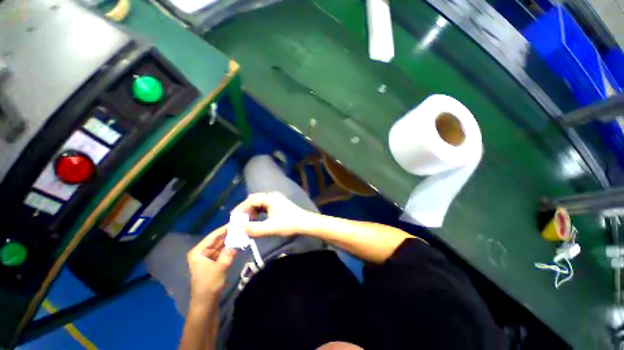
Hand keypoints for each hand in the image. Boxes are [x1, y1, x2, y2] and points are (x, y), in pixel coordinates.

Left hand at [187, 226, 236, 302]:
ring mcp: (208, 258)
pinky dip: (231, 248)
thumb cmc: (209, 285)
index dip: (225, 228)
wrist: (206, 304)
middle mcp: (202, 252)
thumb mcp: (221, 267)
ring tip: (243, 233)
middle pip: (218, 240)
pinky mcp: (214, 263)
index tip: (236, 221)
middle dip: (229, 234)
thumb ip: (230, 252)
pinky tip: (239, 243)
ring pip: (221, 246)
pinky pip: (223, 252)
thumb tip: (240, 239)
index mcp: (198, 252)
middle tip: (242, 226)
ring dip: (231, 241)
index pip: (213, 236)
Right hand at [233, 192, 315, 236]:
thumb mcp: (271, 228)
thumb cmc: (289, 224)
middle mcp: (272, 196)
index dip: (241, 208)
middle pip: (255, 200)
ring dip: (252, 210)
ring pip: (260, 203)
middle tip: (238, 219)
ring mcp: (276, 199)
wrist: (305, 223)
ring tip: (246, 220)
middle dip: (245, 209)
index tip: (233, 217)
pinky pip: (264, 206)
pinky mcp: (279, 204)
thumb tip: (241, 228)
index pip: (251, 200)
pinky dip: (258, 212)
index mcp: (270, 198)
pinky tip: (256, 219)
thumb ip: (255, 229)